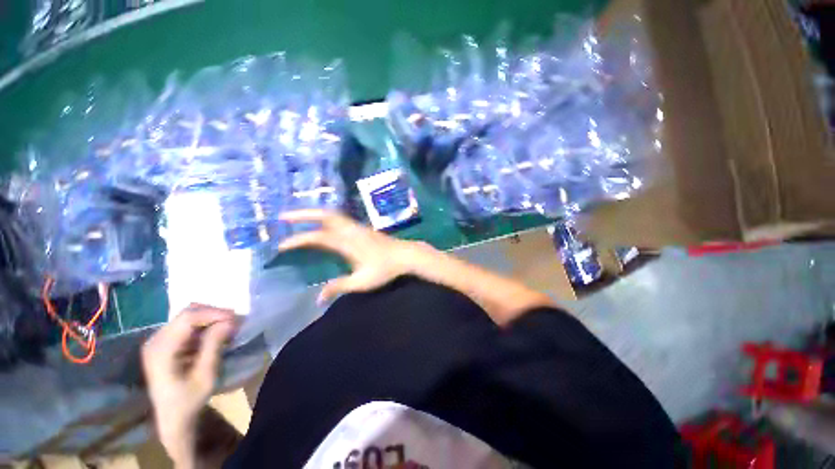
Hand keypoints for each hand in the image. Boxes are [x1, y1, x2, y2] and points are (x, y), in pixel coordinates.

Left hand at [142, 304, 237, 466]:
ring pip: (188, 316)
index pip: (188, 318)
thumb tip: (229, 322)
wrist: (173, 418)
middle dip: (214, 314)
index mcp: (161, 350)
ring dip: (210, 318)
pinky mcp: (165, 343)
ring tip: (228, 328)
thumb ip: (214, 346)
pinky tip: (216, 334)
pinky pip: (187, 325)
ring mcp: (158, 340)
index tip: (236, 319)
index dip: (214, 313)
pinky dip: (204, 325)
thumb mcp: (206, 376)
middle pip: (187, 313)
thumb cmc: (189, 400)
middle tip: (235, 322)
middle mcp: (156, 340)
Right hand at [279, 210, 426, 303]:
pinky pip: (339, 218)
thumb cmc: (386, 269)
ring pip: (332, 215)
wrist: (406, 255)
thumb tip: (318, 298)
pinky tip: (322, 223)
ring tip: (297, 217)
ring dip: (314, 213)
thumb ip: (339, 287)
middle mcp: (350, 230)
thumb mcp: (362, 282)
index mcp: (347, 242)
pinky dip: (325, 217)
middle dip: (302, 214)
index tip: (280, 245)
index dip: (298, 240)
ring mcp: (357, 227)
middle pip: (324, 215)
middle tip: (283, 216)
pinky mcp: (362, 228)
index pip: (317, 237)